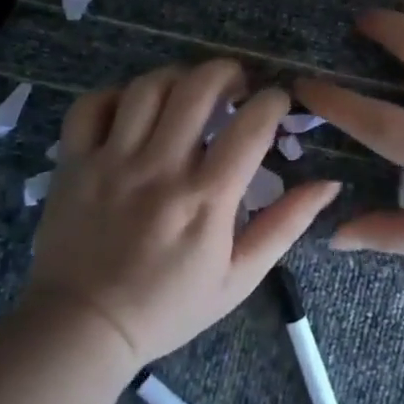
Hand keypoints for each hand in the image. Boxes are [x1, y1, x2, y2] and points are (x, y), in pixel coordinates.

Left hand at [26, 60, 341, 363]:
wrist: (82, 331)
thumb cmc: (168, 306)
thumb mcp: (240, 277)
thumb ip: (285, 225)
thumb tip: (329, 182)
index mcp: (206, 198)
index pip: (251, 124)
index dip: (273, 101)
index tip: (277, 103)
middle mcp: (160, 169)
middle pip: (198, 86)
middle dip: (227, 72)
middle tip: (236, 85)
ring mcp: (111, 162)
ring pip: (148, 87)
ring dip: (178, 77)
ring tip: (189, 92)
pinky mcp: (74, 163)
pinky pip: (91, 106)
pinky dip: (116, 95)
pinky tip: (134, 109)